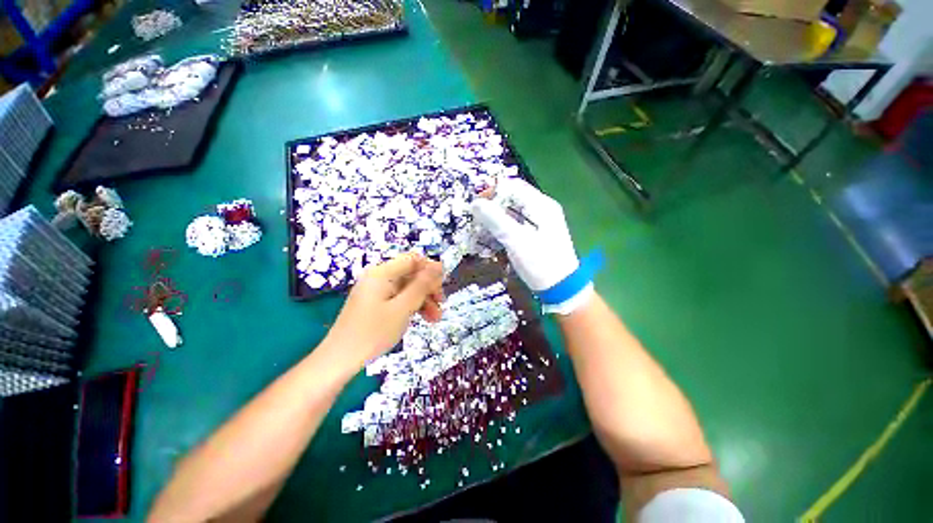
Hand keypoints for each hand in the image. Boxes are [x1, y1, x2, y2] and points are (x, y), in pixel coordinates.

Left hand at [325, 252, 443, 365]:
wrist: (340, 360)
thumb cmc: (373, 333)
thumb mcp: (403, 308)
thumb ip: (422, 285)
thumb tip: (438, 264)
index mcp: (382, 273)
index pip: (413, 260)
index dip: (430, 270)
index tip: (442, 287)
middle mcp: (378, 277)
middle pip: (411, 274)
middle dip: (428, 288)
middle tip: (441, 305)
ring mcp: (375, 290)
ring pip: (407, 288)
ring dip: (423, 300)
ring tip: (435, 318)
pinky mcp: (374, 303)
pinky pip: (398, 298)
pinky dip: (411, 306)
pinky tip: (421, 318)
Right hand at [471, 179, 591, 313]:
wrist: (561, 289)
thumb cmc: (540, 263)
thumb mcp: (516, 240)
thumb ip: (495, 220)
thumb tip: (475, 203)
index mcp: (541, 205)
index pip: (513, 187)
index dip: (492, 192)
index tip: (475, 205)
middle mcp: (540, 209)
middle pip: (511, 200)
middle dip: (491, 208)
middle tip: (474, 221)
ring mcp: (537, 223)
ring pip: (510, 214)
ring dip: (493, 221)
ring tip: (478, 232)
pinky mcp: (533, 235)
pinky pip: (513, 226)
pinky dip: (500, 231)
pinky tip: (489, 241)